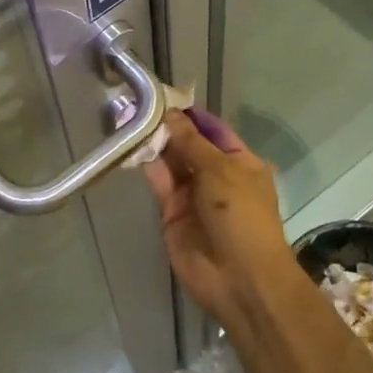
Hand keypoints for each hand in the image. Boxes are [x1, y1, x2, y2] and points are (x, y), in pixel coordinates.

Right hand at [145, 109, 298, 328]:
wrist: (238, 278)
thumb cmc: (241, 216)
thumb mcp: (221, 171)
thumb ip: (191, 142)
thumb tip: (170, 114)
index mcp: (240, 163)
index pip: (213, 130)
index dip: (191, 114)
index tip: (165, 94)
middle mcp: (216, 175)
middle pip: (189, 145)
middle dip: (168, 127)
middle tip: (139, 102)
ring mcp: (193, 194)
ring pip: (171, 162)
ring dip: (155, 143)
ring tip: (131, 118)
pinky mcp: (172, 212)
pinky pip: (160, 182)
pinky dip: (148, 165)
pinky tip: (133, 146)